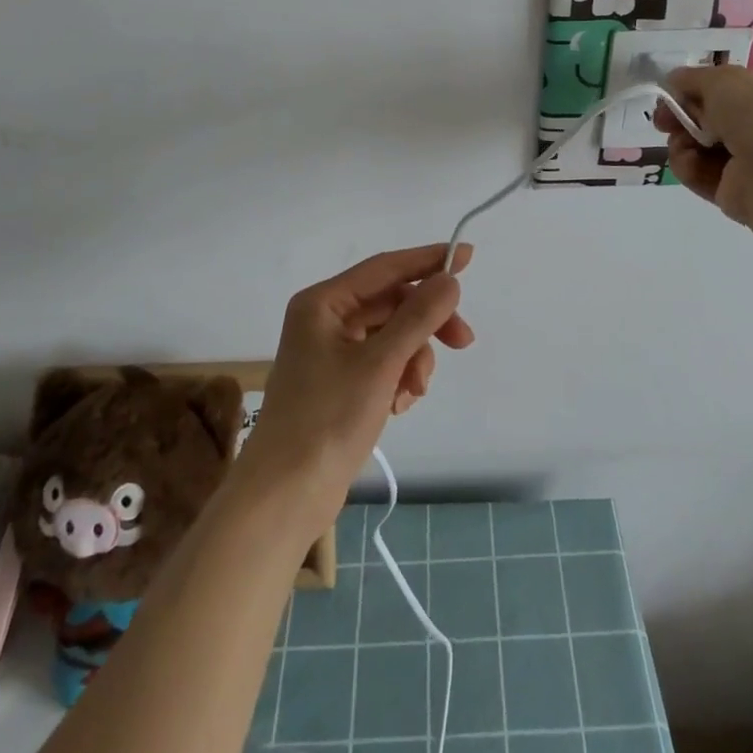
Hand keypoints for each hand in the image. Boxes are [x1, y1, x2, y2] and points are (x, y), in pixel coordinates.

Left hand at [241, 243, 474, 529]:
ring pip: (392, 335)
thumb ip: (418, 317)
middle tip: (463, 341)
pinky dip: (399, 377)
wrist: (285, 496)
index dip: (427, 260)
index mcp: (323, 303)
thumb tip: (449, 280)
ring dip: (413, 358)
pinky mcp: (340, 381)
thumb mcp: (380, 364)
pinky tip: (400, 404)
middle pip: (392, 303)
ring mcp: (332, 351)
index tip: (466, 256)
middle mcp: (326, 319)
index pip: (385, 268)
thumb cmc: (327, 420)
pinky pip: (383, 362)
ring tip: (413, 392)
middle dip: (426, 324)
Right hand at [655, 66, 752, 228]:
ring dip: (682, 142)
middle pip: (711, 120)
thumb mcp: (722, 79)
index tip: (672, 93)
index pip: (732, 91)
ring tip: (680, 143)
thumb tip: (673, 81)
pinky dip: (689, 167)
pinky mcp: (735, 193)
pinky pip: (702, 175)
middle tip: (663, 120)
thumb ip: (693, 78)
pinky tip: (687, 161)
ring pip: (701, 148)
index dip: (698, 91)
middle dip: (682, 118)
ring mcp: (752, 164)